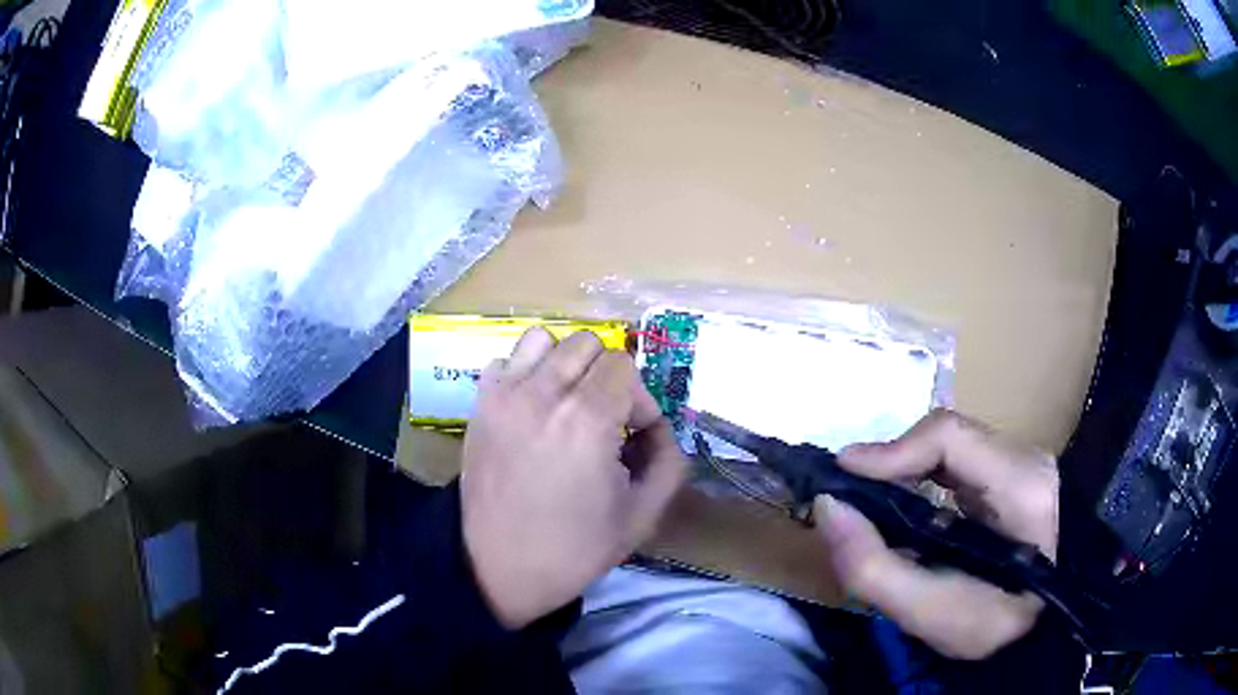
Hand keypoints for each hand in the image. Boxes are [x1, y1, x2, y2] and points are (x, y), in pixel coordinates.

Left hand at [461, 328, 687, 628]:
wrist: (498, 568)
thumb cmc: (573, 549)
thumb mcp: (642, 516)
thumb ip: (669, 461)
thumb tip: (659, 428)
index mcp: (586, 420)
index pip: (624, 365)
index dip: (639, 399)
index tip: (634, 436)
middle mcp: (542, 394)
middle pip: (587, 344)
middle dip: (607, 377)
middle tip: (606, 419)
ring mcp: (504, 395)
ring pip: (544, 340)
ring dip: (566, 365)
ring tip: (568, 405)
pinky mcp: (480, 405)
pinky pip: (507, 360)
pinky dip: (526, 373)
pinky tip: (533, 410)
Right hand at [815, 409, 1058, 659]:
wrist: (1047, 626)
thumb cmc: (995, 627)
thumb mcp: (933, 614)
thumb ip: (875, 567)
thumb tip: (828, 507)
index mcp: (1021, 485)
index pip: (951, 436)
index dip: (892, 450)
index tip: (841, 477)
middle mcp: (1024, 458)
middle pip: (945, 438)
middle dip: (890, 464)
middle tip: (847, 498)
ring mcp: (1021, 464)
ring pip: (948, 449)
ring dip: (903, 472)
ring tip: (867, 505)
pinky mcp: (1012, 477)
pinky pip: (956, 465)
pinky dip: (921, 481)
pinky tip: (903, 509)